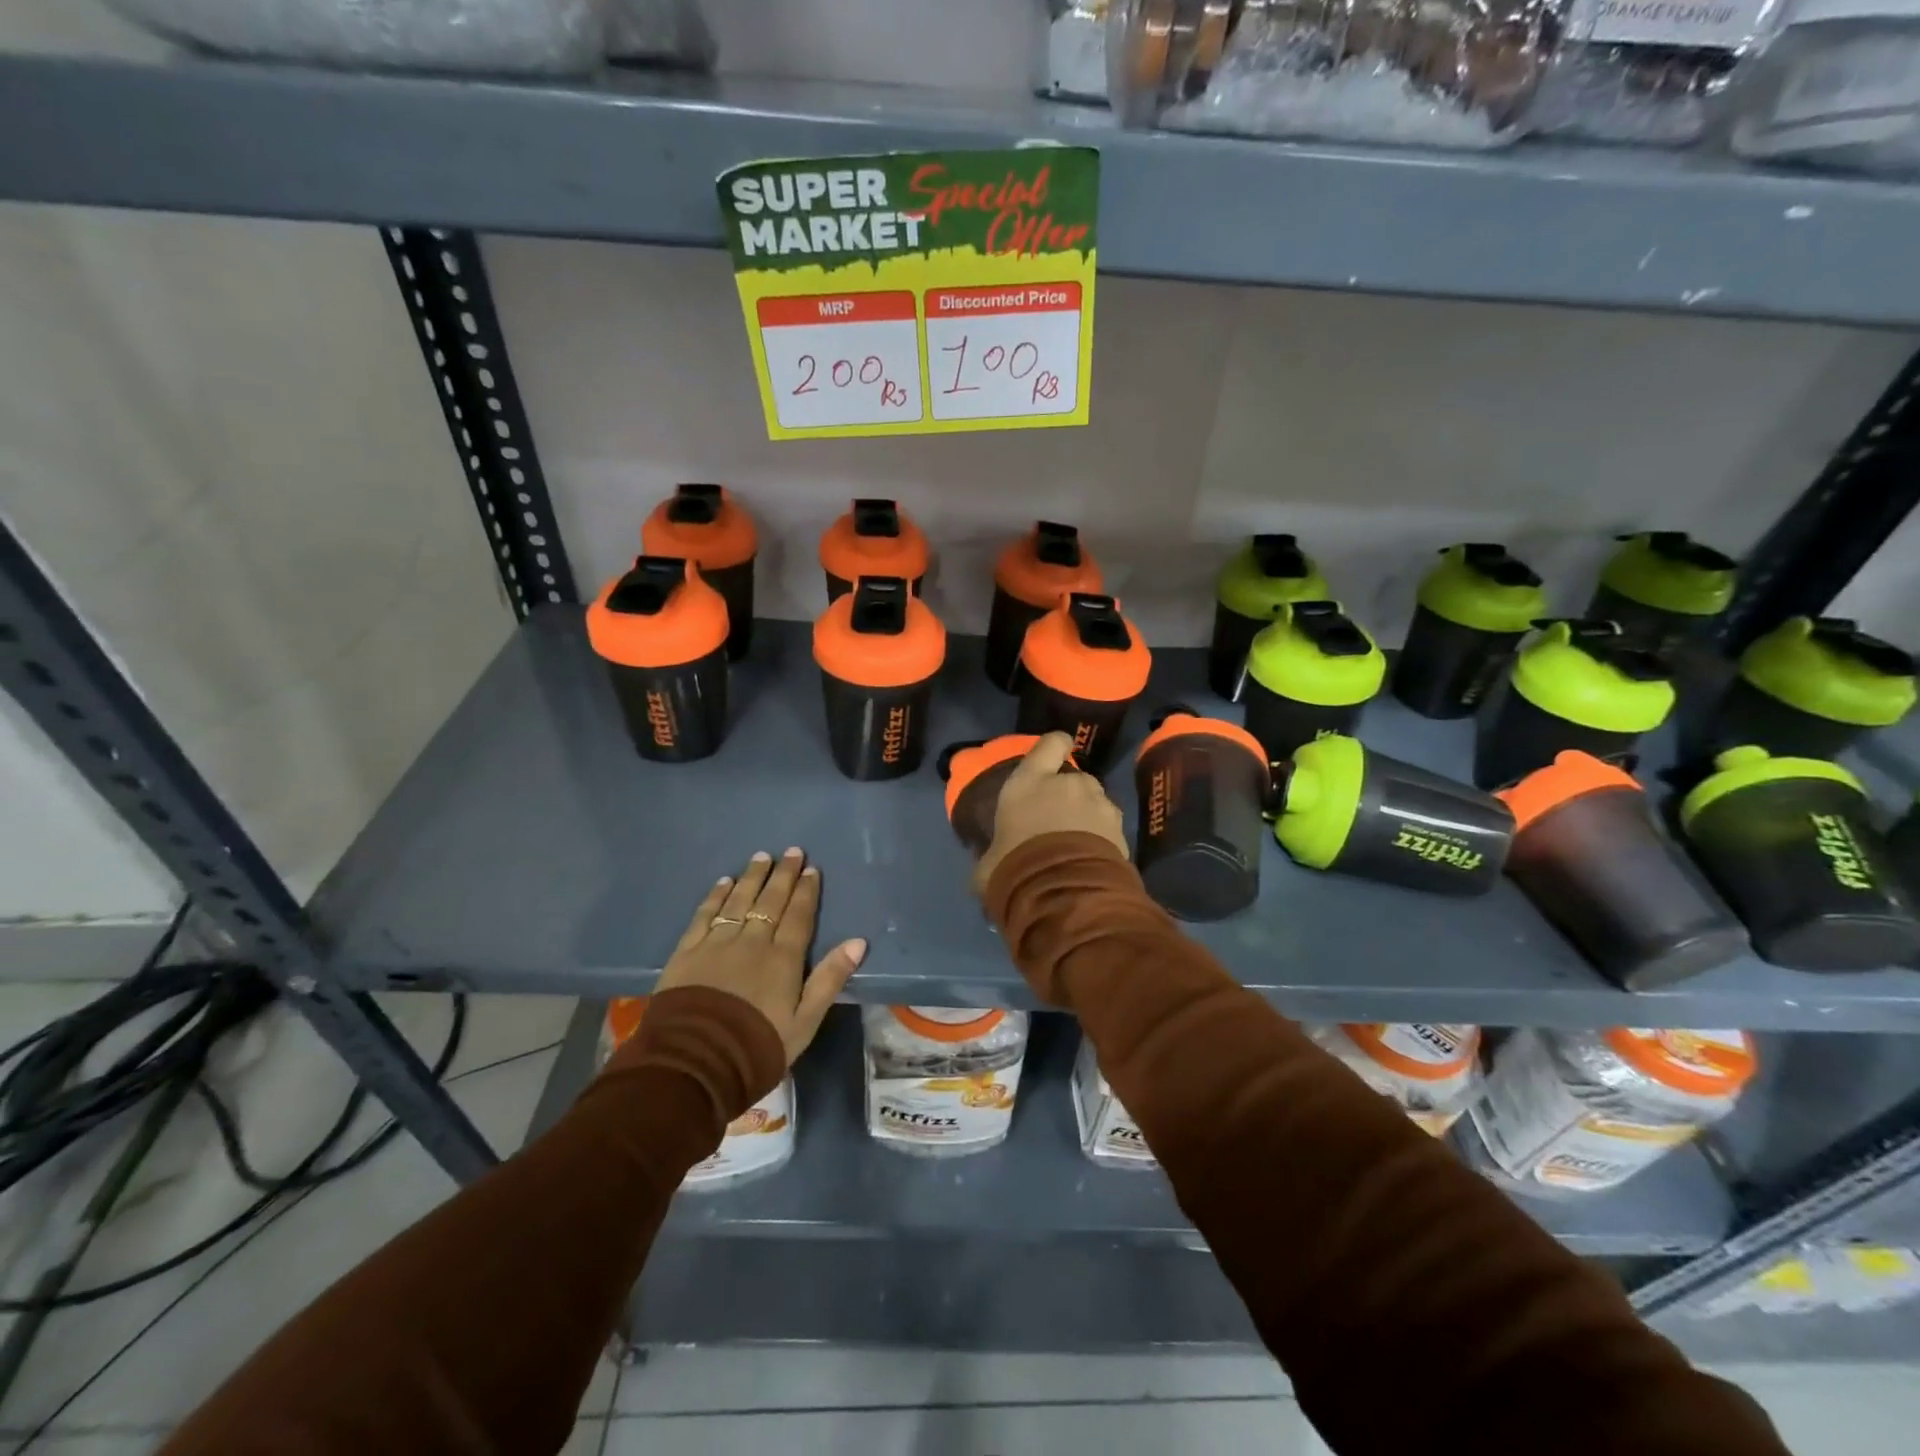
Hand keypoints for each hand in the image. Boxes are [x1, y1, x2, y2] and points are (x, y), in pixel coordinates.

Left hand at [656, 848, 864, 1063]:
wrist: (695, 1062)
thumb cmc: (758, 1046)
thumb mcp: (805, 1021)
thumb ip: (830, 979)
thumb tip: (859, 941)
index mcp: (783, 958)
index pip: (799, 916)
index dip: (806, 891)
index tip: (812, 869)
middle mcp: (752, 941)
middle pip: (770, 901)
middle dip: (783, 875)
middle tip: (792, 852)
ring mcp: (717, 943)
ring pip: (739, 901)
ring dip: (752, 877)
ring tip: (761, 857)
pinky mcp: (687, 951)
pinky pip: (705, 915)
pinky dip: (716, 896)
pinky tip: (724, 882)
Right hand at [972, 732, 1127, 895]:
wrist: (1064, 894)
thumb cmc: (1015, 867)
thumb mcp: (989, 864)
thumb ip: (991, 856)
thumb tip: (987, 867)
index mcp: (1030, 781)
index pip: (1051, 743)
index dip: (1056, 746)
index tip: (1057, 754)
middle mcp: (1069, 784)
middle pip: (1075, 778)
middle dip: (1070, 794)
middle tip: (1058, 821)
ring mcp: (1100, 805)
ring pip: (1096, 802)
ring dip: (1088, 817)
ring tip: (1077, 845)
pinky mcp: (1121, 830)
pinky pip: (1110, 828)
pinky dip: (1103, 840)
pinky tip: (1091, 862)